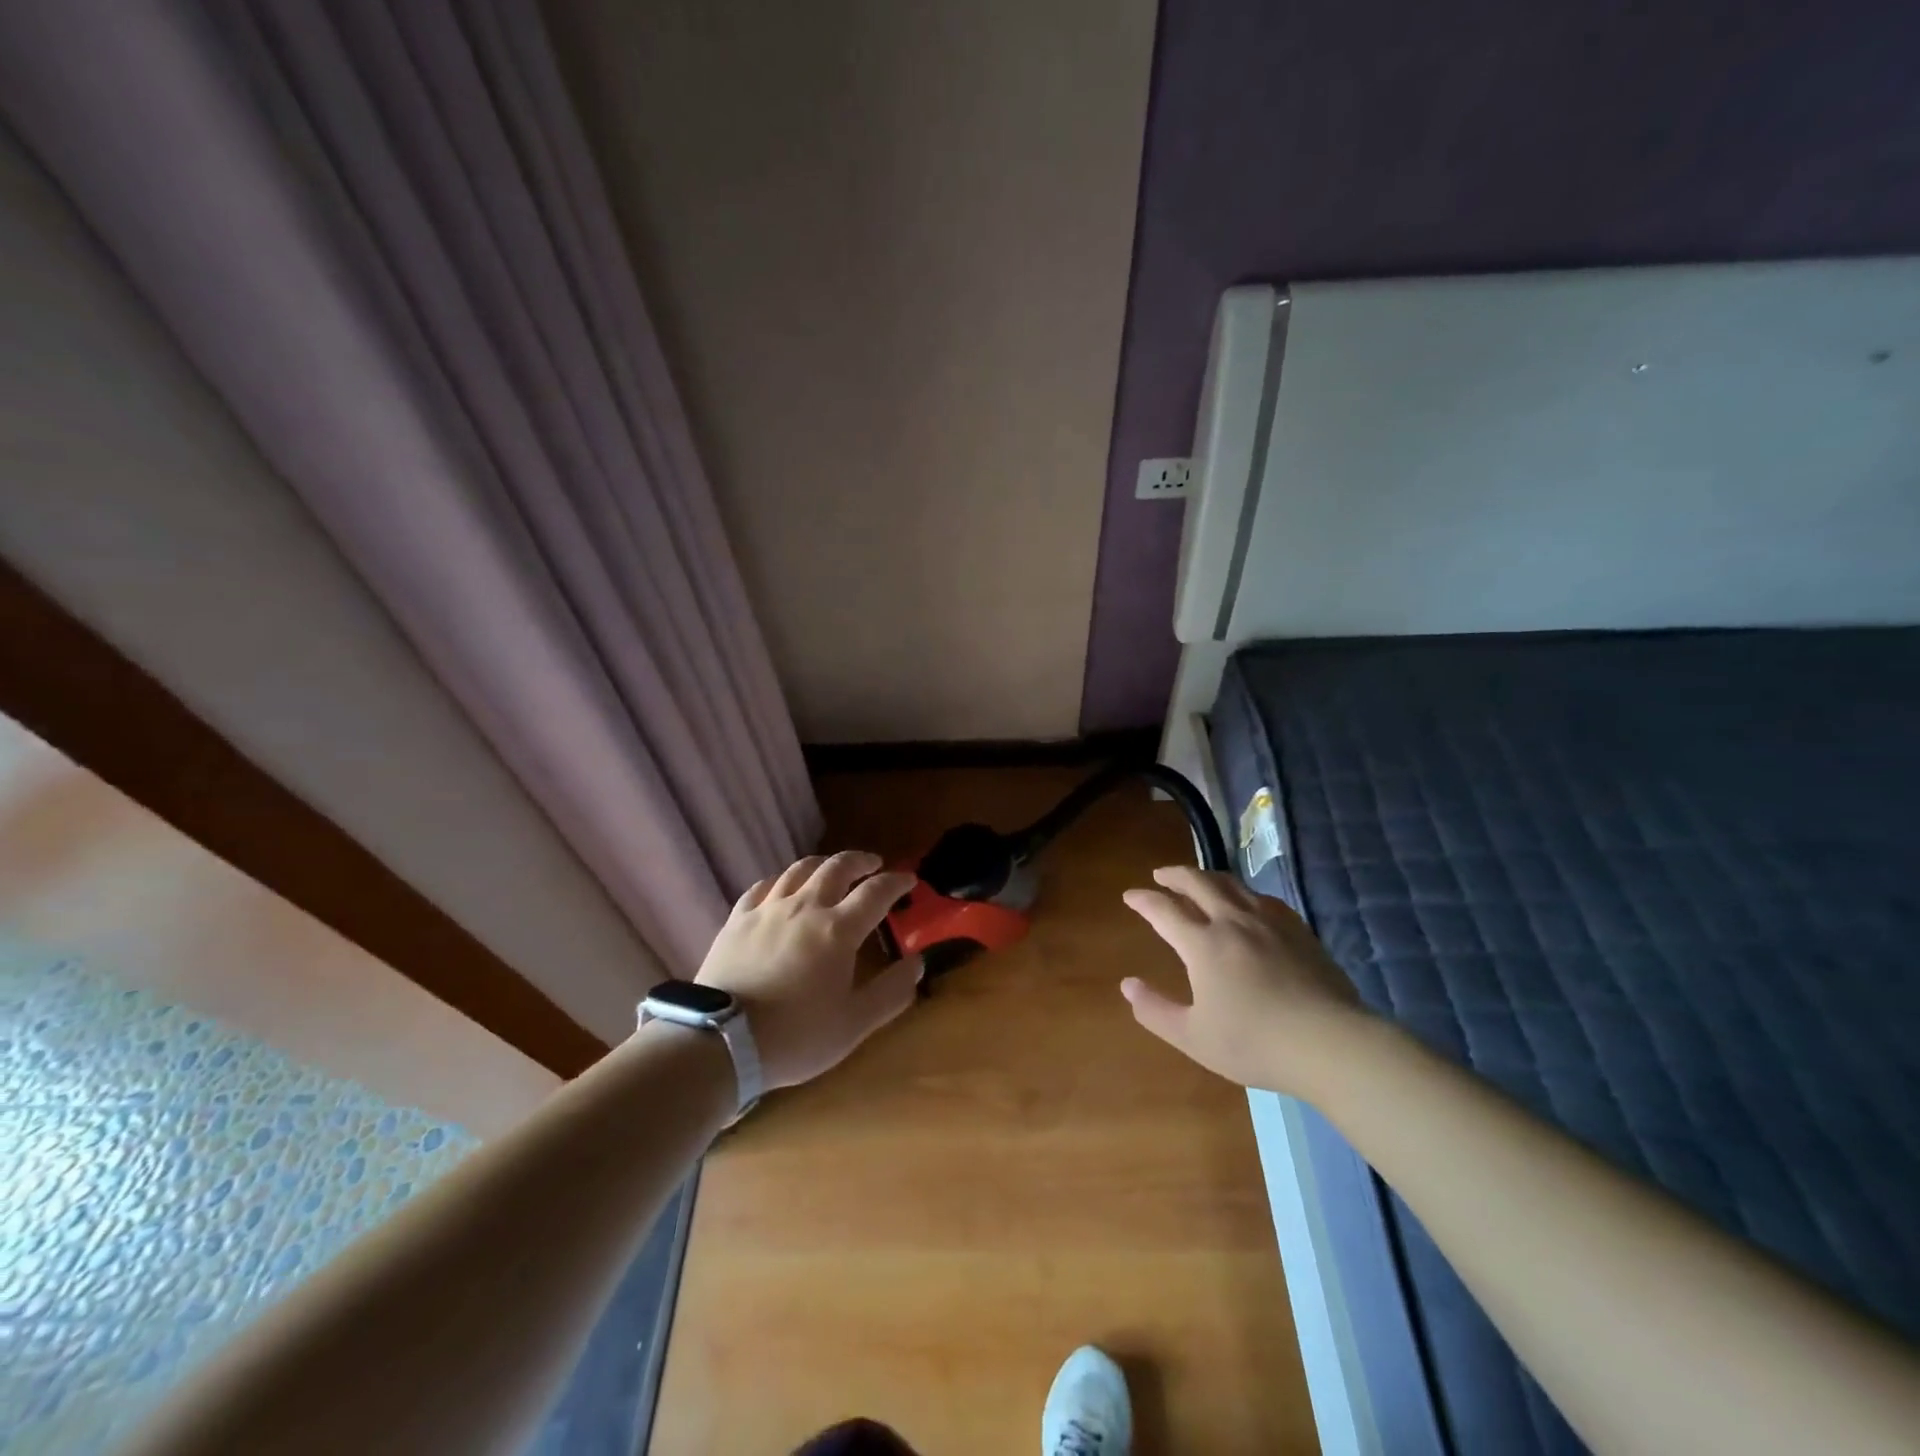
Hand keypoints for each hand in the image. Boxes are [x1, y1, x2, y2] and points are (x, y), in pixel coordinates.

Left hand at [695, 851, 920, 1089]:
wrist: (721, 1042)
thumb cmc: (796, 1036)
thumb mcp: (854, 1024)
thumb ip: (891, 992)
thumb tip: (918, 962)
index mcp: (838, 930)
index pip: (876, 893)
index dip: (896, 882)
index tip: (909, 879)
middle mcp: (805, 907)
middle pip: (838, 868)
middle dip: (861, 861)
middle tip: (874, 863)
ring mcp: (768, 910)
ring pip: (799, 869)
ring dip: (823, 863)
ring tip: (832, 868)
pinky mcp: (737, 919)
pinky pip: (762, 886)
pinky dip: (781, 880)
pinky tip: (782, 887)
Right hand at [1120, 866, 1368, 1095]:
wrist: (1330, 1043)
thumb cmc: (1255, 1043)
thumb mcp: (1193, 1037)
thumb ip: (1156, 1010)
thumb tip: (1128, 985)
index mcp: (1203, 944)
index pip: (1164, 910)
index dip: (1143, 900)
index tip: (1130, 895)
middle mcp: (1232, 921)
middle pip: (1198, 883)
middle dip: (1174, 875)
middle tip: (1161, 875)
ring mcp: (1268, 921)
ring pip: (1231, 884)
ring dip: (1207, 876)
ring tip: (1198, 880)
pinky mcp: (1298, 930)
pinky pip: (1262, 898)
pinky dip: (1242, 892)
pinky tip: (1246, 902)